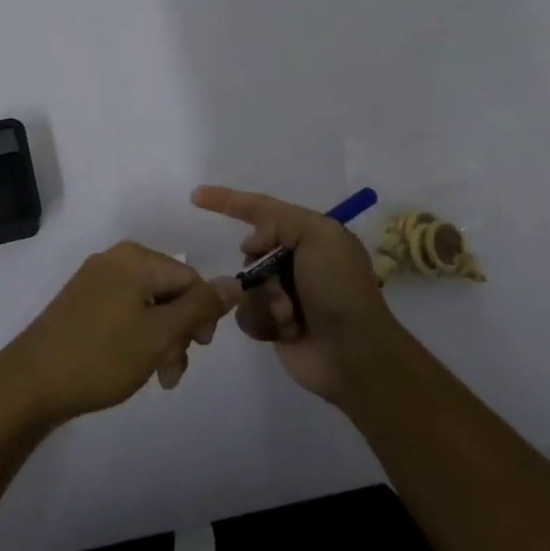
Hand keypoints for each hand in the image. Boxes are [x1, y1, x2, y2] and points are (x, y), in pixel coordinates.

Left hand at [0, 242, 239, 424]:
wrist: (29, 384)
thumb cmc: (101, 356)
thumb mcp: (160, 334)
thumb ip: (200, 308)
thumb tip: (235, 281)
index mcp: (136, 259)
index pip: (190, 278)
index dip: (201, 315)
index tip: (197, 350)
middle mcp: (116, 260)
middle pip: (169, 292)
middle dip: (178, 332)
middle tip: (172, 372)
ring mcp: (95, 280)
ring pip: (147, 306)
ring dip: (160, 341)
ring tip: (156, 378)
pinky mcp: (80, 303)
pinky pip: (124, 312)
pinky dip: (136, 337)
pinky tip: (132, 366)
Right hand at [191, 185, 401, 404]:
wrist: (354, 354)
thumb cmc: (339, 289)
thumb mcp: (319, 236)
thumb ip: (280, 222)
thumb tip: (253, 243)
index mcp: (311, 234)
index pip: (261, 209)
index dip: (228, 200)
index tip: (196, 196)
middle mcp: (296, 261)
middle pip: (250, 253)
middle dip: (260, 271)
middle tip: (281, 289)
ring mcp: (284, 294)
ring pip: (245, 287)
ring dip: (265, 301)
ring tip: (289, 316)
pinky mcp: (274, 325)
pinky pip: (245, 315)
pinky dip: (264, 322)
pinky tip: (287, 332)